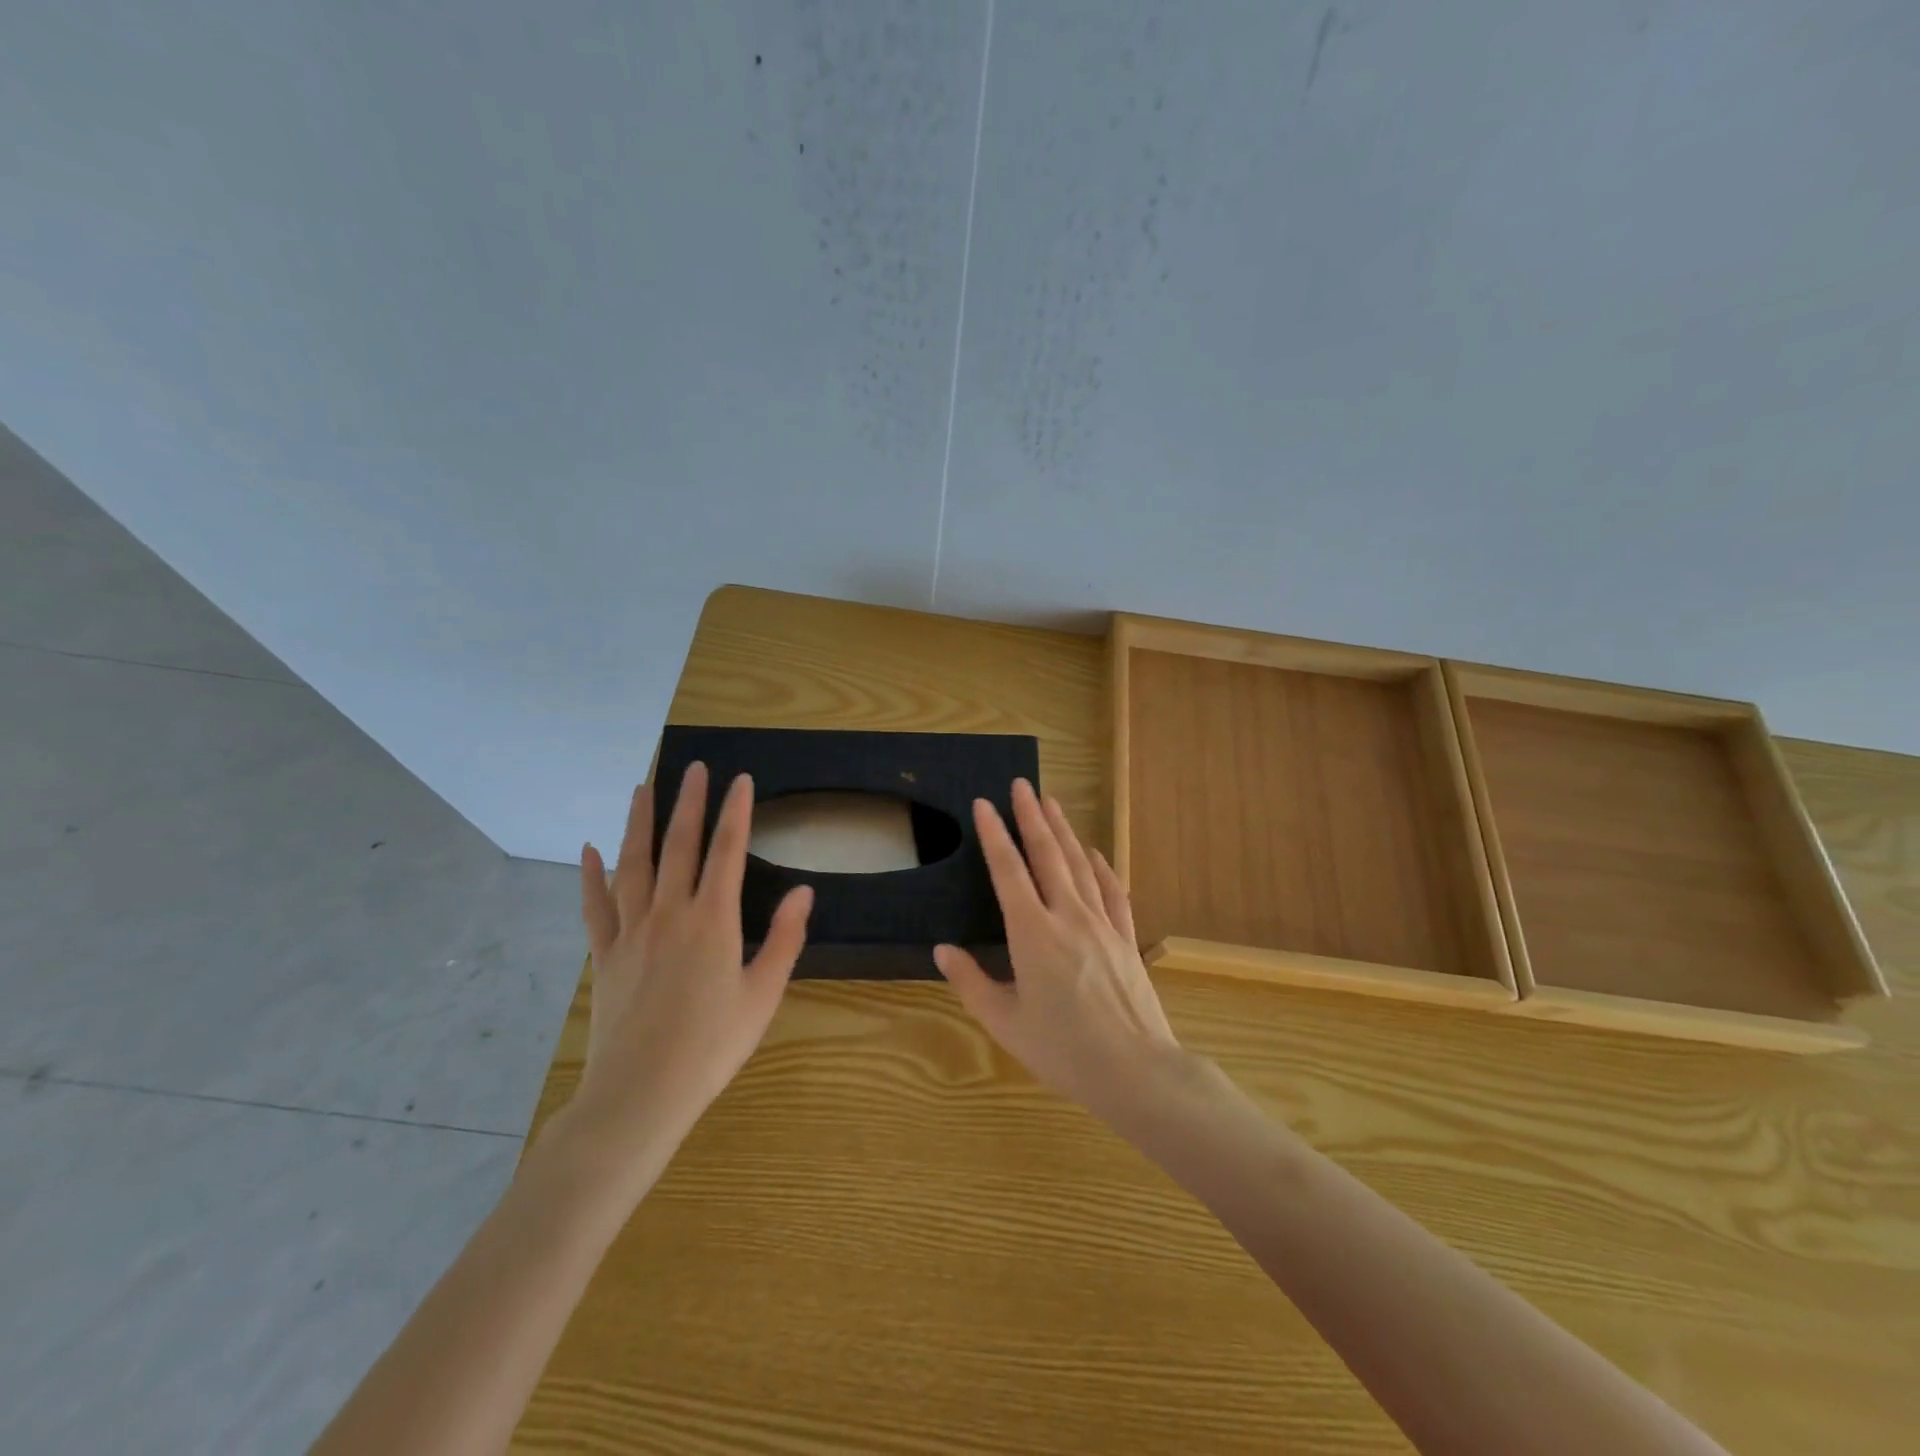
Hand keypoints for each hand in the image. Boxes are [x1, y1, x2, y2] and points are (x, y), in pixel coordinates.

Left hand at [569, 762, 812, 1162]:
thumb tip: (804, 891)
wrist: (641, 1094)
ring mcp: (632, 931)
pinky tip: (589, 849)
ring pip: (634, 864)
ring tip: (642, 788)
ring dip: (639, 822)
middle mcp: (670, 913)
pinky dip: (591, 875)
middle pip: (679, 845)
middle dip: (688, 802)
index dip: (735, 812)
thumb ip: (784, 939)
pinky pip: (596, 905)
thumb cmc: (712, 1046)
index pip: (727, 851)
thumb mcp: (763, 994)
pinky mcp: (606, 953)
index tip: (739, 779)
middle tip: (693, 767)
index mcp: (713, 920)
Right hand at [933, 778, 1183, 1122]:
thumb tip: (942, 950)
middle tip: (1022, 784)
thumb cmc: (1063, 1049)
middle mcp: (1068, 916)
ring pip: (1080, 865)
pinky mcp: (1126, 938)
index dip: (994, 834)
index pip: (1008, 871)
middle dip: (1031, 816)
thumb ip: (971, 982)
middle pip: (1047, 854)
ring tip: (1051, 803)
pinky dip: (1102, 867)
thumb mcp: (1005, 1022)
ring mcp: (1102, 924)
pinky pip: (1112, 892)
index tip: (984, 804)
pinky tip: (1096, 853)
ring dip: (1064, 831)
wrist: (1136, 1070)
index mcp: (1032, 933)